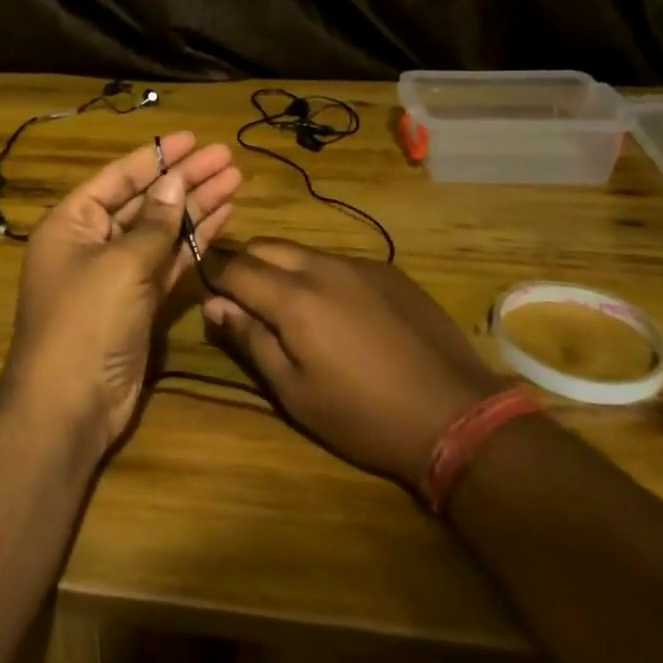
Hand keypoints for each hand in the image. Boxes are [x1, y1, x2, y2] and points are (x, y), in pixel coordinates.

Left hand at [0, 133, 240, 449]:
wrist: (70, 406)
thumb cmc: (86, 321)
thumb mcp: (121, 264)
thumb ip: (154, 224)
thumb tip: (175, 182)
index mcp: (72, 223)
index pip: (119, 178)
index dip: (157, 156)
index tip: (192, 138)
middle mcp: (93, 242)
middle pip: (146, 201)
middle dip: (185, 179)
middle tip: (226, 158)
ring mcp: (118, 274)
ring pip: (163, 230)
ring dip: (196, 207)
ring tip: (235, 181)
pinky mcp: (140, 302)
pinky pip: (170, 262)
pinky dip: (194, 242)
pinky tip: (223, 219)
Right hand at [204, 239, 502, 490]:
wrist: (455, 414)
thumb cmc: (362, 416)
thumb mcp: (294, 391)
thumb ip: (251, 340)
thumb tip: (215, 305)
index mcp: (293, 298)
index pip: (234, 267)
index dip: (213, 275)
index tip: (207, 291)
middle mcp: (322, 267)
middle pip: (265, 246)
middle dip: (244, 264)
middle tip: (242, 298)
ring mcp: (359, 264)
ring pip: (302, 251)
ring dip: (282, 267)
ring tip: (288, 304)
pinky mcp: (388, 271)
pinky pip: (338, 261)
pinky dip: (320, 275)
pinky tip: (337, 311)